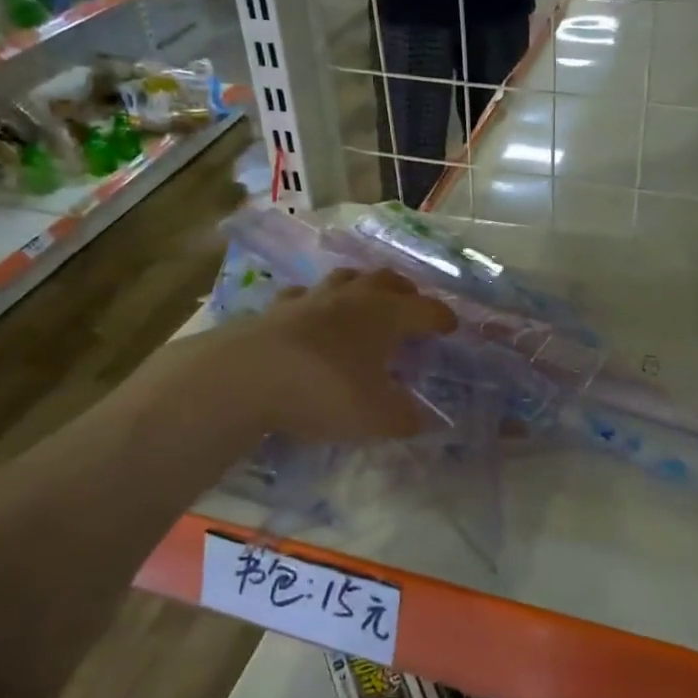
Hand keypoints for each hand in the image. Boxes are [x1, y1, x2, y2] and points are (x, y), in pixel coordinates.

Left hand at [230, 269, 456, 443]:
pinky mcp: (275, 309)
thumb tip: (421, 418)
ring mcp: (311, 298)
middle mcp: (352, 298)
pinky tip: (310, 314)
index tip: (451, 327)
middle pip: (386, 280)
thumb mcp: (375, 417)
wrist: (246, 377)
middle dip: (404, 290)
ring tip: (365, 299)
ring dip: (361, 286)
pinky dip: (314, 303)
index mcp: (386, 316)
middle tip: (412, 303)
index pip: (425, 309)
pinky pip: (303, 296)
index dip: (442, 317)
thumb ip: (404, 417)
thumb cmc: (325, 391)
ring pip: (345, 279)